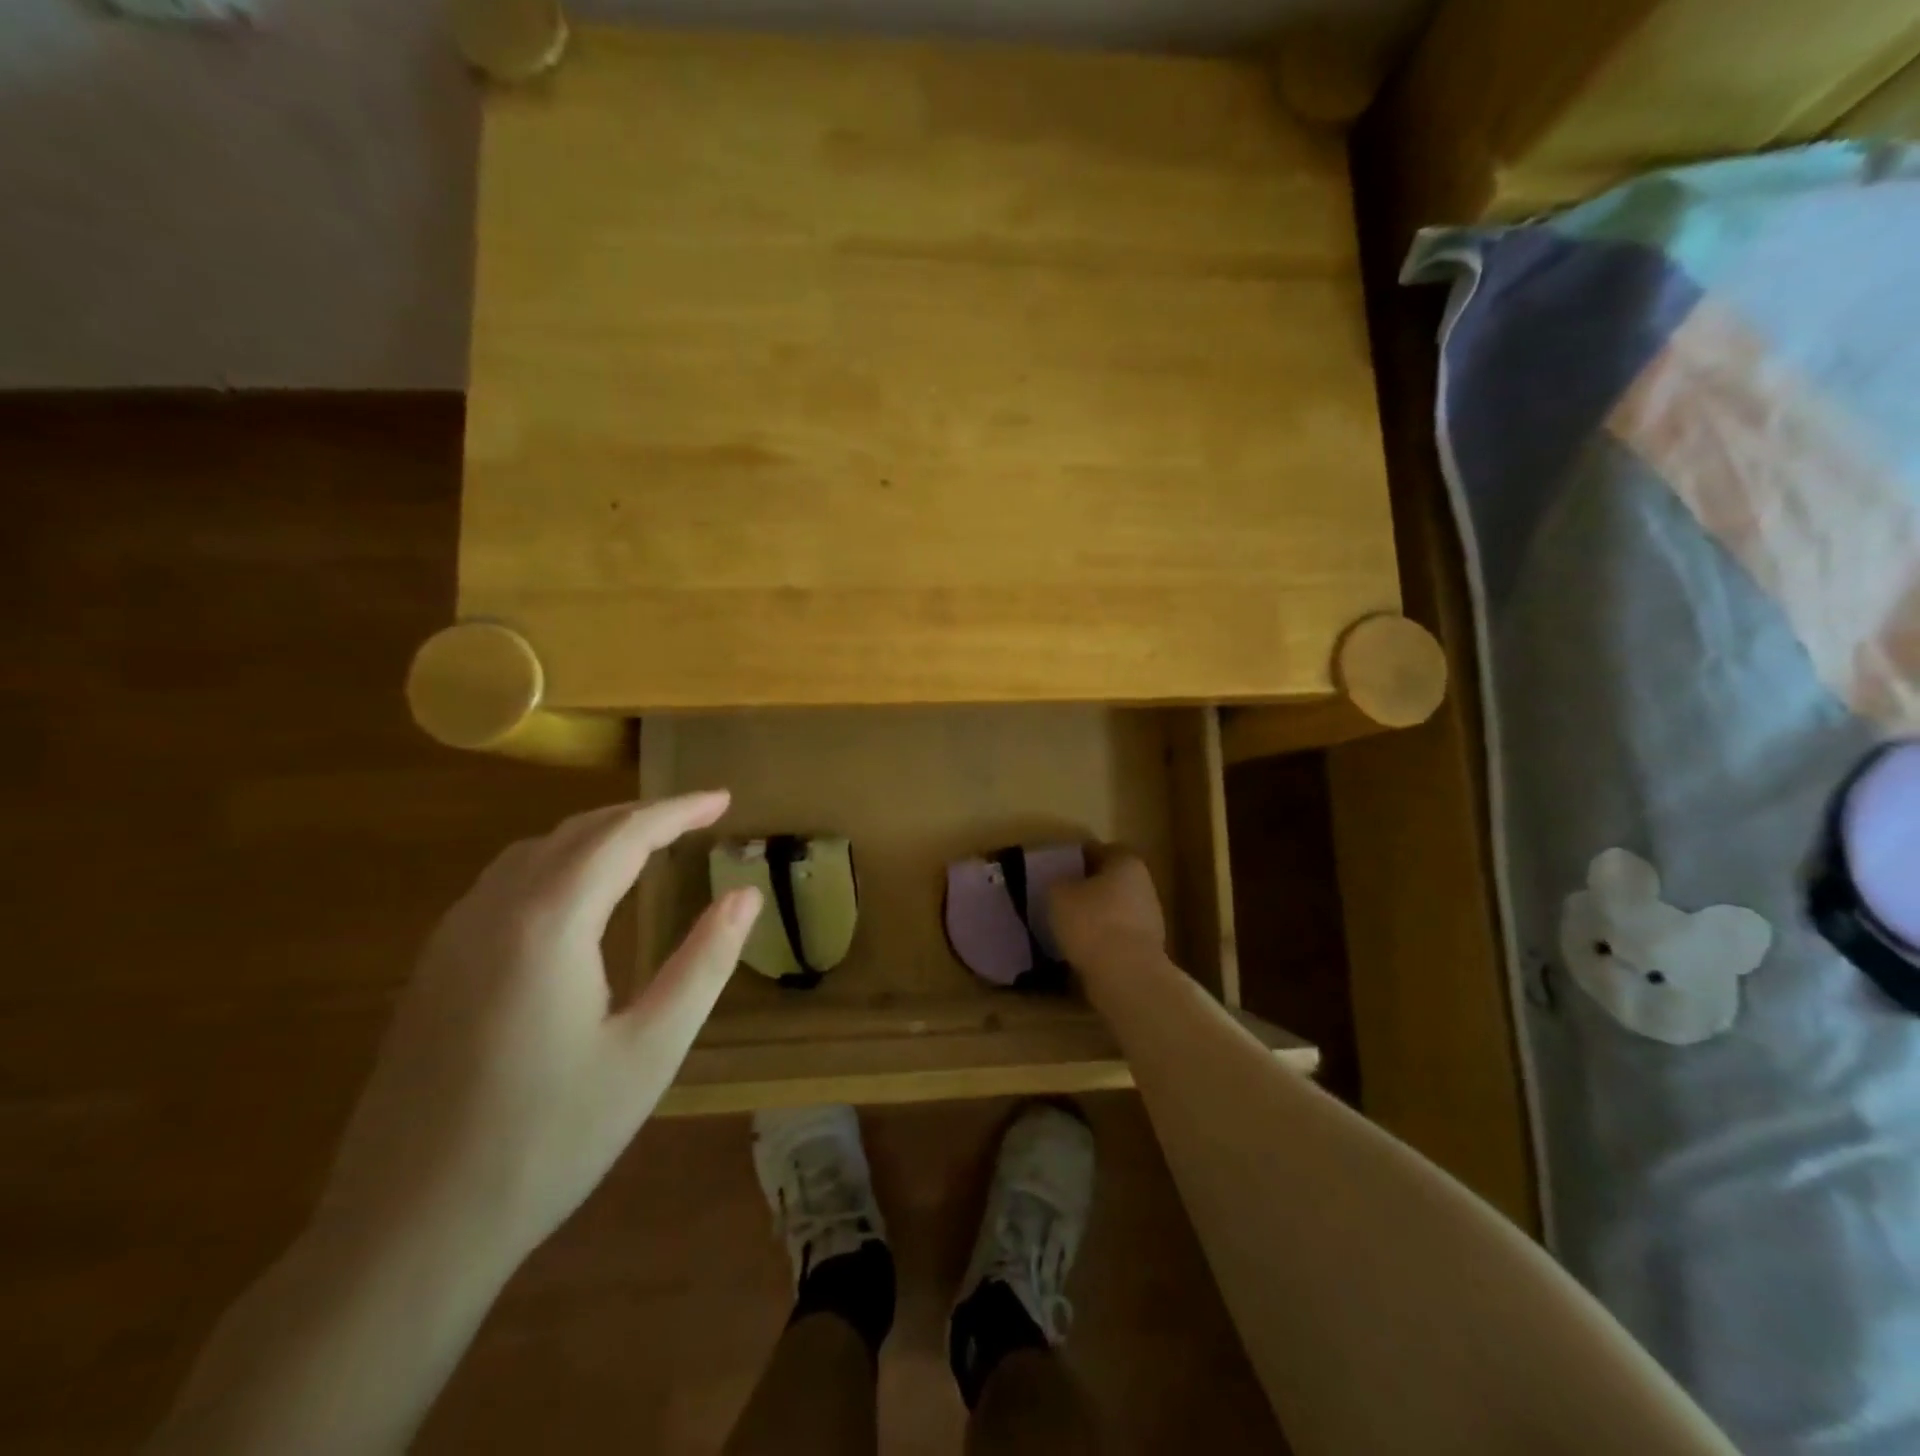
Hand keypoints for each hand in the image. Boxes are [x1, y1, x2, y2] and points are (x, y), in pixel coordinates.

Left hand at [316, 793, 761, 1270]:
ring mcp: (452, 939)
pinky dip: (556, 863)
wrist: (408, 1232)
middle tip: (696, 818)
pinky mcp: (433, 970)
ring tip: (647, 845)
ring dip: (596, 835)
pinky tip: (578, 895)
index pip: (624, 834)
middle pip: (575, 832)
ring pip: (533, 852)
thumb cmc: (550, 1139)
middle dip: (641, 815)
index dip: (678, 810)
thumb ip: (704, 962)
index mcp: (549, 923)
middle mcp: (493, 912)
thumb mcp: (651, 1050)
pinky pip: (503, 883)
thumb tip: (745, 896)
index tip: (723, 799)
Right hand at [1050, 848, 1166, 967]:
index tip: (1060, 868)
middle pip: (1112, 880)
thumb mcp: (1058, 894)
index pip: (1102, 850)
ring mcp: (1150, 919)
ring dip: (1096, 915)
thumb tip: (1062, 885)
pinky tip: (1081, 948)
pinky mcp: (1147, 949)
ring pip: (1116, 909)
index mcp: (1126, 863)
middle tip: (1062, 896)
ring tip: (1068, 926)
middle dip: (1089, 887)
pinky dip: (1102, 939)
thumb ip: (1058, 882)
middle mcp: (1144, 885)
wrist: (1126, 976)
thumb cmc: (1091, 922)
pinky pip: (1118, 936)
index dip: (1080, 857)